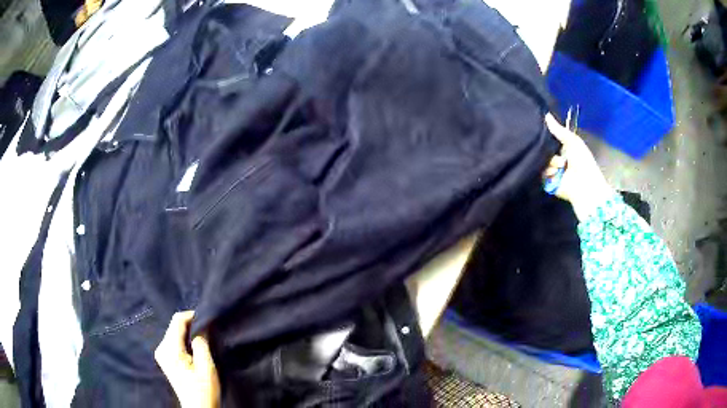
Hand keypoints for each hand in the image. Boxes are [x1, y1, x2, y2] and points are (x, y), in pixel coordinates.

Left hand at [155, 311, 219, 407]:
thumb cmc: (203, 389)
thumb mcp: (206, 366)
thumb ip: (202, 343)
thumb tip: (201, 325)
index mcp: (169, 349)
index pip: (177, 320)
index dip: (192, 316)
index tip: (207, 319)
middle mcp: (161, 348)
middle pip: (174, 326)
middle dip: (191, 325)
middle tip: (207, 331)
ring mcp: (161, 354)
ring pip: (174, 333)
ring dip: (188, 333)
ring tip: (202, 340)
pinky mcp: (164, 358)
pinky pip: (173, 341)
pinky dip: (184, 340)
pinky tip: (194, 349)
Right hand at [544, 114, 613, 220]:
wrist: (585, 186)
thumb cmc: (583, 162)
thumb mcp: (573, 141)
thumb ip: (559, 129)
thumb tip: (545, 114)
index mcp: (564, 148)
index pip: (549, 138)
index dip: (545, 134)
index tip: (539, 128)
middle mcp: (556, 158)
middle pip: (543, 149)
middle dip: (547, 149)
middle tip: (555, 151)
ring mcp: (552, 171)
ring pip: (541, 161)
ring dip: (551, 162)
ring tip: (561, 166)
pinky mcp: (548, 183)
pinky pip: (540, 174)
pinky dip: (548, 173)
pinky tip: (556, 173)